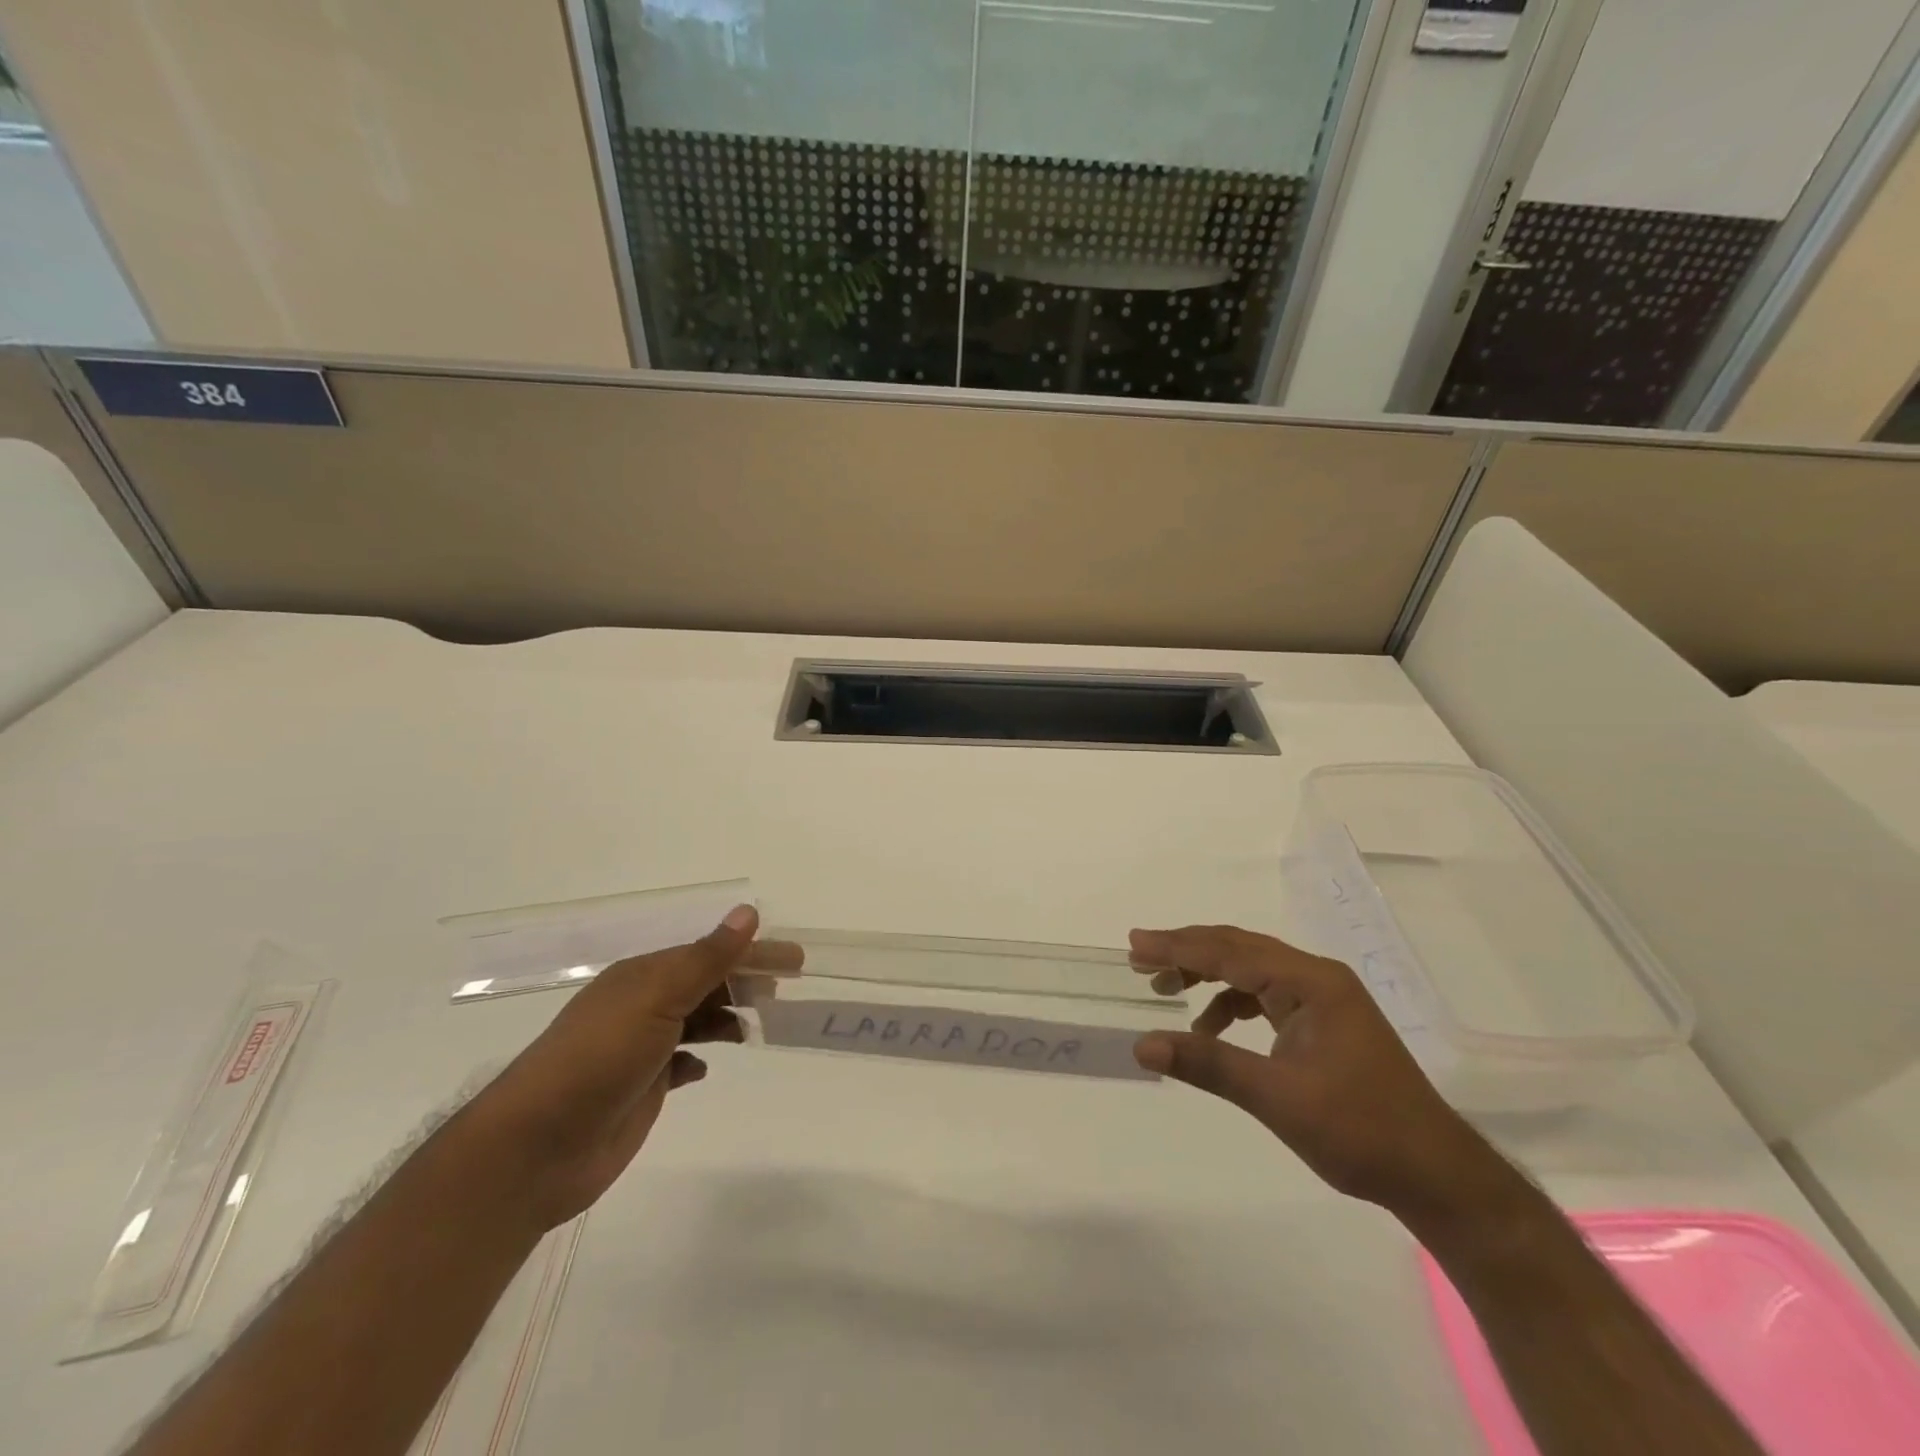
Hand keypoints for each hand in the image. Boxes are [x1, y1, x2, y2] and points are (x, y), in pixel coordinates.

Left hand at [459, 905, 799, 1231]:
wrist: (538, 1147)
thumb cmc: (600, 1058)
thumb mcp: (657, 998)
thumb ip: (706, 958)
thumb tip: (748, 912)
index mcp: (644, 976)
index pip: (711, 953)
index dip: (753, 952)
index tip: (795, 959)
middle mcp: (643, 1005)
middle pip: (705, 982)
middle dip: (744, 981)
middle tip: (785, 990)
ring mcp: (641, 1047)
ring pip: (696, 1020)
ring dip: (726, 1017)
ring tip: (759, 1025)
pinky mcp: (642, 1087)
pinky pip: (681, 1061)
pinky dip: (699, 1057)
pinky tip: (708, 1066)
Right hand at [1131, 924, 1501, 1222]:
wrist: (1436, 1176)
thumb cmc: (1360, 1131)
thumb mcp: (1276, 1098)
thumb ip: (1208, 1064)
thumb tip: (1142, 1045)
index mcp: (1311, 982)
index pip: (1230, 952)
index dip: (1178, 947)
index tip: (1135, 943)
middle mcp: (1317, 978)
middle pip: (1239, 949)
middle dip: (1187, 952)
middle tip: (1139, 957)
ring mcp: (1322, 999)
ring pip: (1250, 970)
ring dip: (1207, 975)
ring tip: (1165, 987)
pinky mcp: (1322, 1023)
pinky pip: (1264, 995)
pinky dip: (1231, 1003)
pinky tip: (1209, 1027)